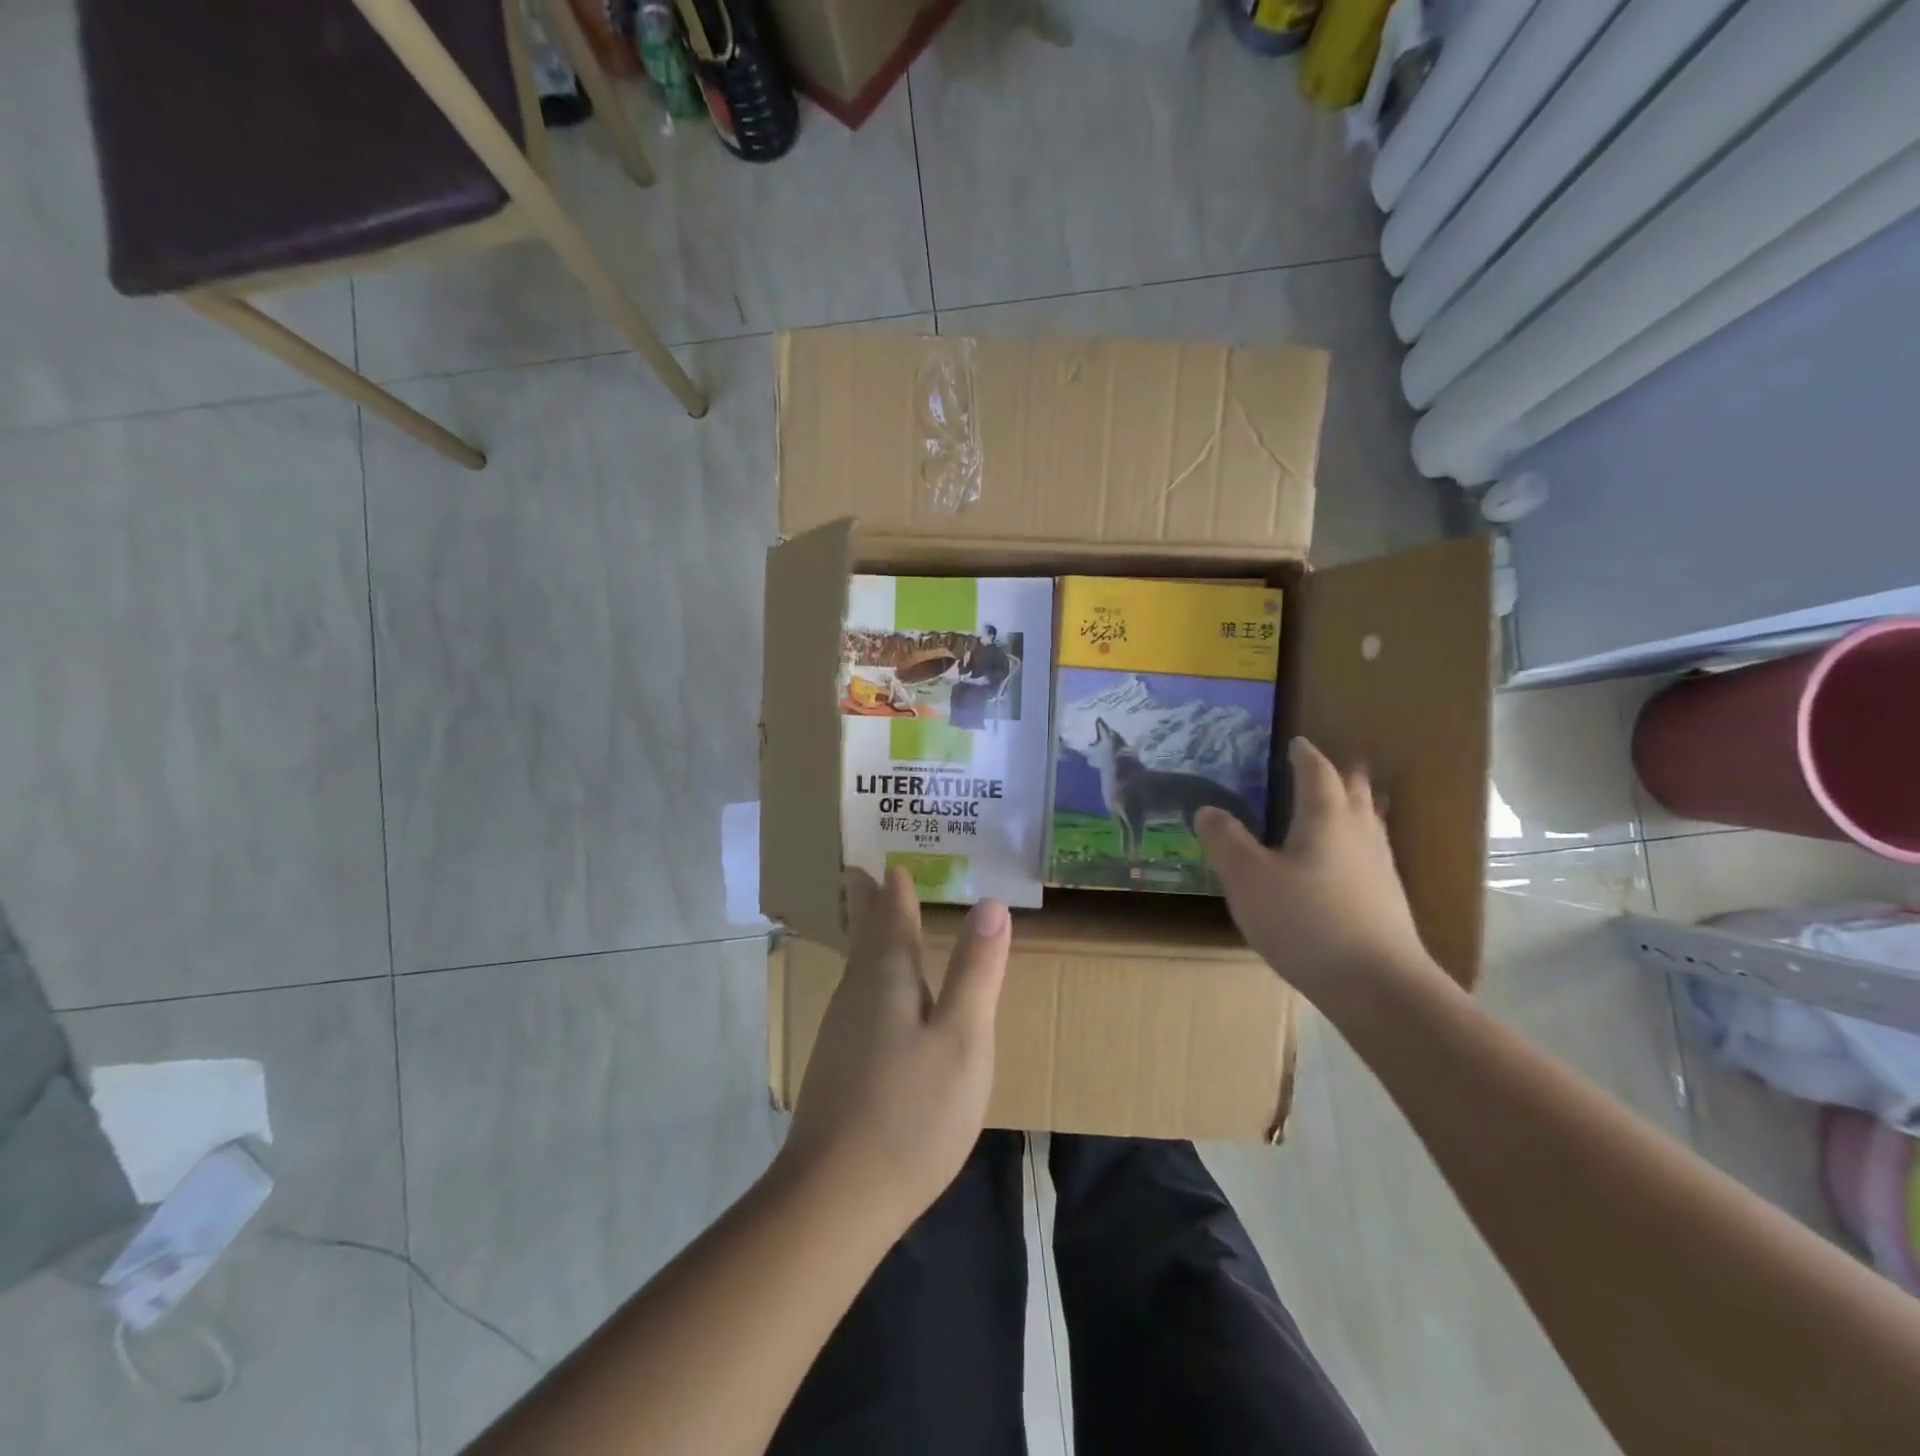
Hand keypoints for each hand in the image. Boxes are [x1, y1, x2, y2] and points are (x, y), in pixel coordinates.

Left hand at [777, 868, 1010, 1233]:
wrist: (836, 1198)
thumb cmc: (912, 1110)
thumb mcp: (962, 1038)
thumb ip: (976, 971)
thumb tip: (990, 903)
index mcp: (887, 978)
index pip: (891, 919)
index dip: (894, 892)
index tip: (888, 864)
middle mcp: (857, 995)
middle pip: (865, 938)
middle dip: (867, 906)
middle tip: (859, 875)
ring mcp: (841, 1033)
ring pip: (858, 970)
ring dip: (866, 939)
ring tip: (874, 923)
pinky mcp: (838, 1068)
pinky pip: (858, 1000)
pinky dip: (868, 979)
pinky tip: (877, 1000)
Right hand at [1196, 736, 1438, 1012]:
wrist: (1377, 985)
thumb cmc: (1305, 921)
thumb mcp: (1248, 879)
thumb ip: (1226, 841)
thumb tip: (1207, 809)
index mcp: (1326, 817)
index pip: (1317, 772)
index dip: (1305, 755)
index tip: (1296, 742)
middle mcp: (1360, 833)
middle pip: (1355, 790)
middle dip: (1341, 774)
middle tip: (1326, 764)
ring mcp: (1380, 867)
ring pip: (1370, 821)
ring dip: (1356, 805)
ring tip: (1343, 803)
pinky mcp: (1388, 899)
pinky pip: (1371, 852)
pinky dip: (1357, 840)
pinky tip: (1345, 862)